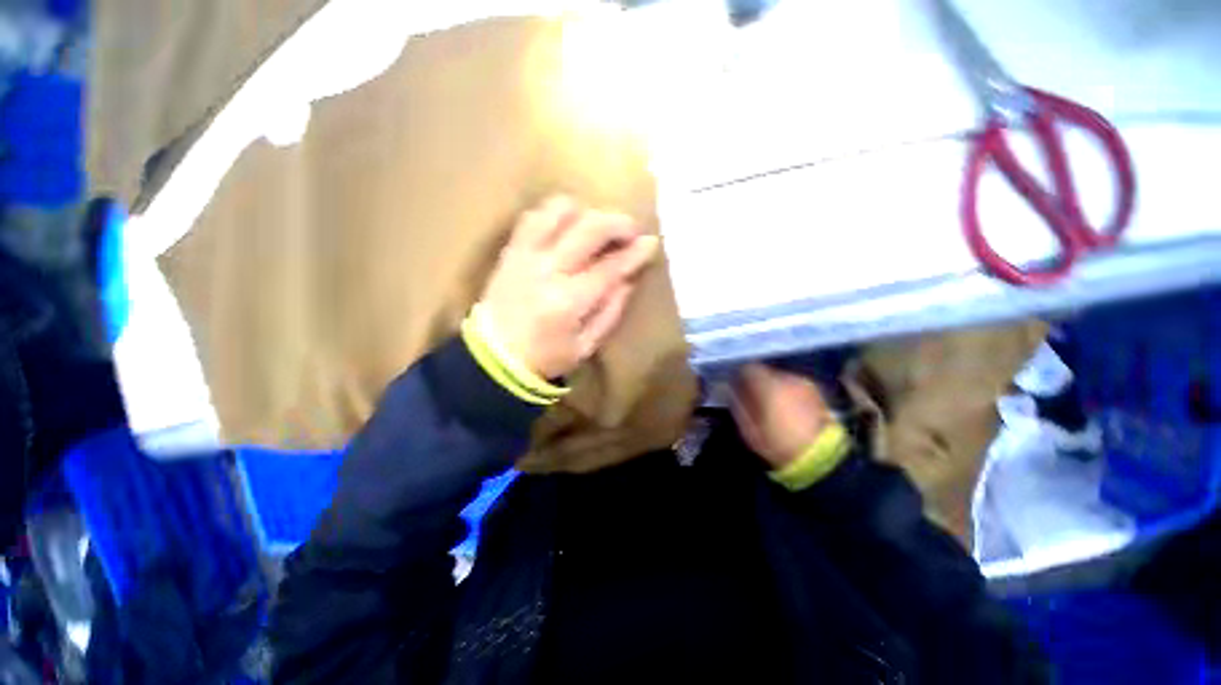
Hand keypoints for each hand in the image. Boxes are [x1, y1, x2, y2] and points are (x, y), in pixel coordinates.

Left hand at [479, 195, 658, 379]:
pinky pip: (533, 216)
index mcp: (568, 302)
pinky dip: (556, 213)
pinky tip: (568, 224)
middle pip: (589, 229)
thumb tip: (628, 279)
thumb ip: (610, 311)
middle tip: (631, 230)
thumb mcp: (586, 346)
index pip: (609, 267)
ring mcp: (526, 256)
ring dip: (586, 212)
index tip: (651, 242)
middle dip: (617, 223)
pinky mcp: (511, 250)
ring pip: (559, 212)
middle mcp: (547, 271)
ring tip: (597, 226)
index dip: (634, 253)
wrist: (494, 358)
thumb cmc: (545, 358)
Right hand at [731, 363, 832, 468]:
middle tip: (752, 398)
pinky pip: (794, 385)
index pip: (749, 368)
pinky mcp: (816, 392)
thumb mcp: (750, 430)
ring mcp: (804, 384)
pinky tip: (787, 408)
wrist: (820, 457)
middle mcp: (787, 379)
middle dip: (757, 382)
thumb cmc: (778, 445)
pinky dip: (787, 392)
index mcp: (769, 386)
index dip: (740, 376)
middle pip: (765, 372)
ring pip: (780, 378)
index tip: (736, 386)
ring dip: (773, 387)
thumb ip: (737, 405)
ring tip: (771, 405)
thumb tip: (727, 390)